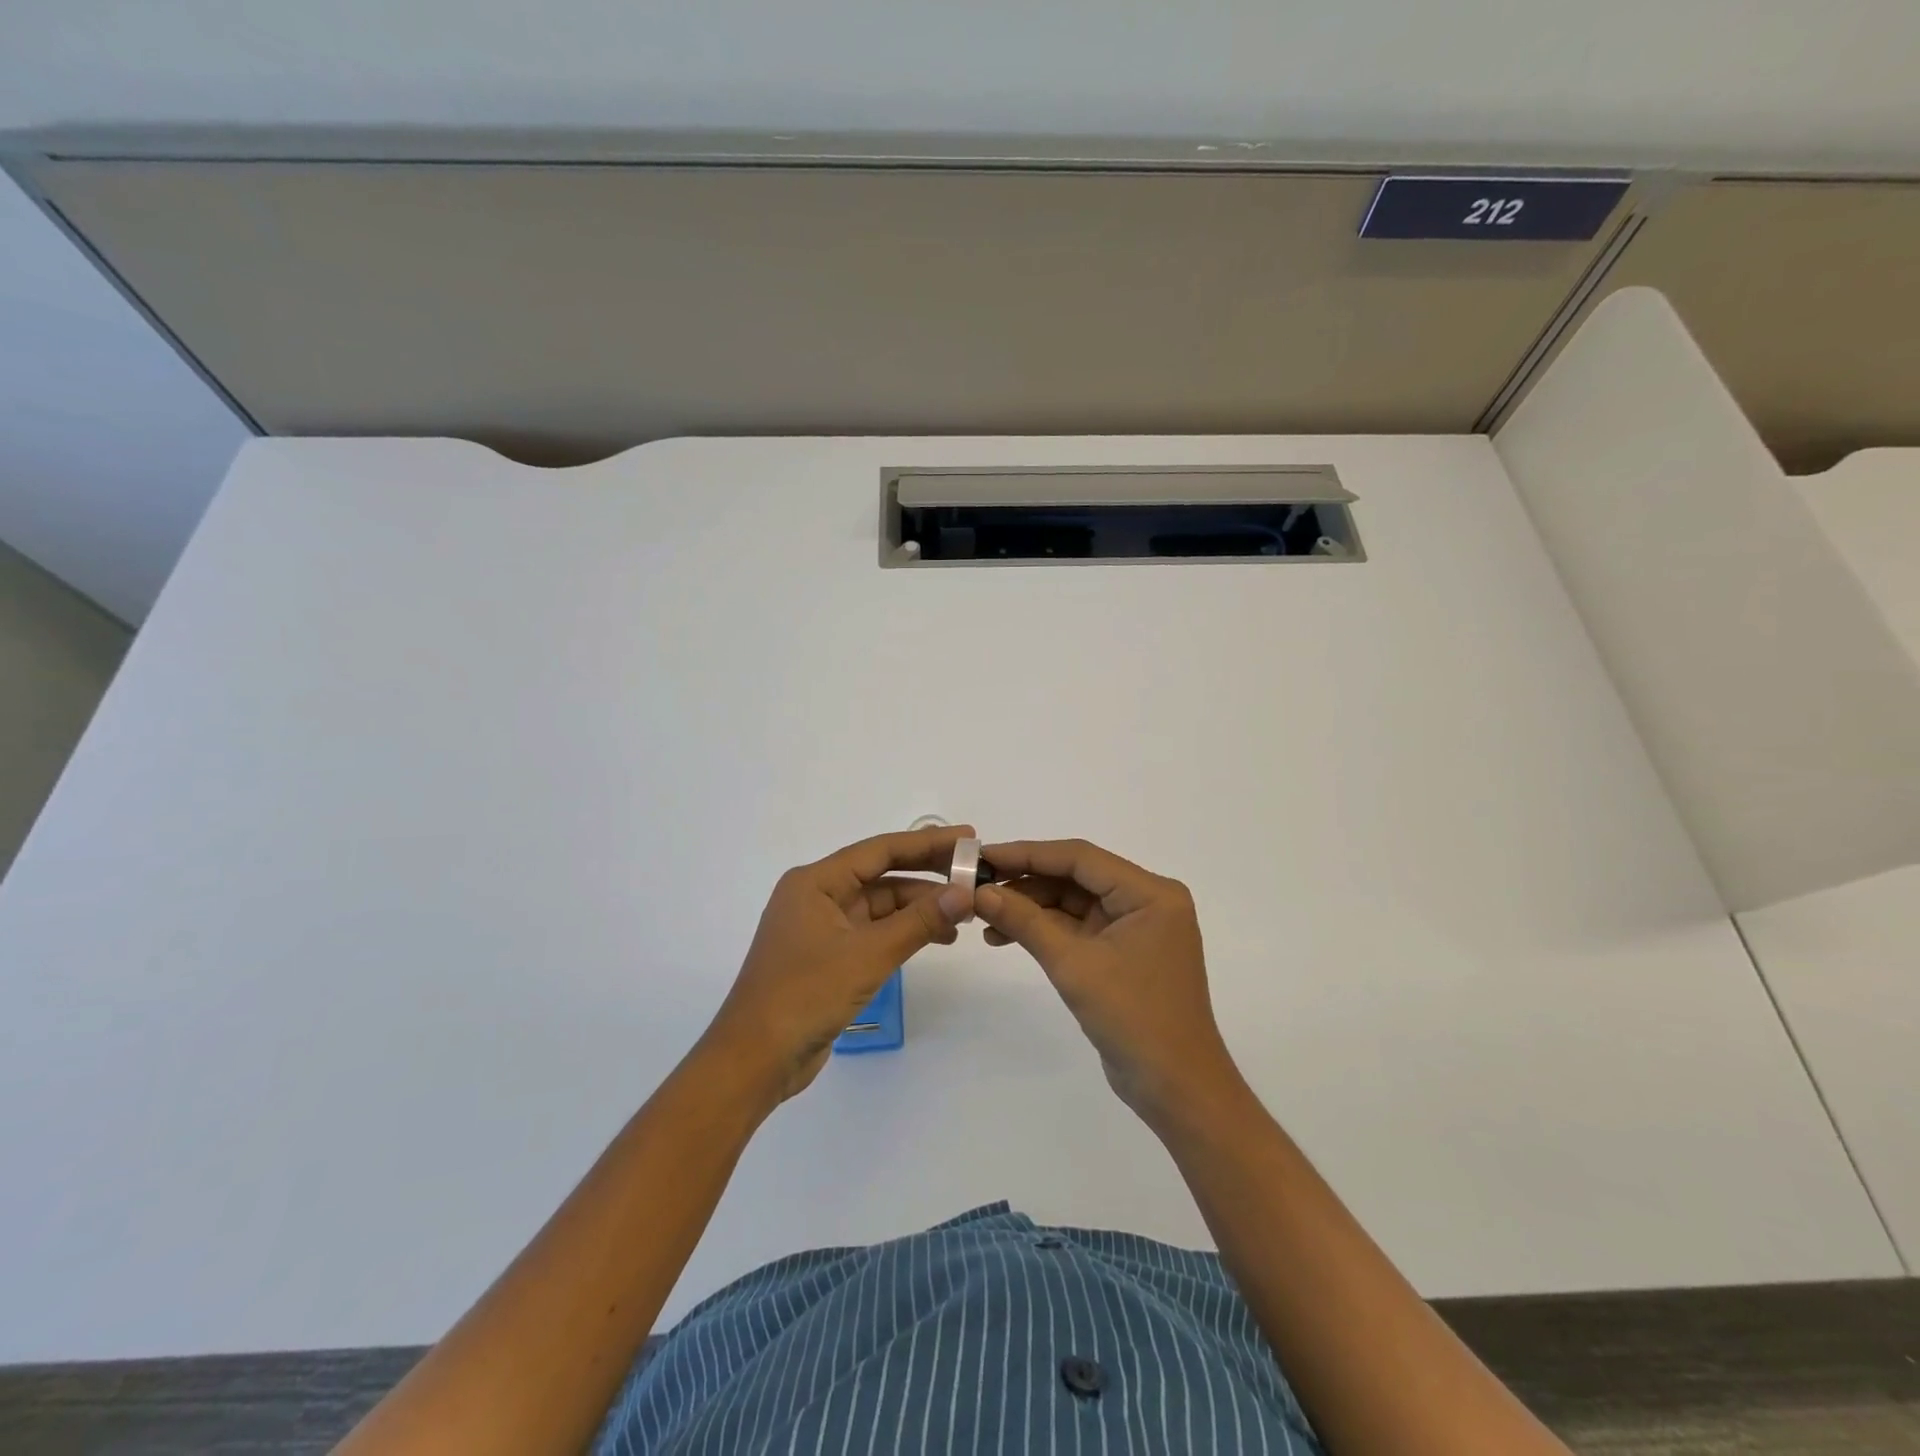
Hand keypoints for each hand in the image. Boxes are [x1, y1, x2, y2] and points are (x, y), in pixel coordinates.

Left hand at [700, 826, 973, 1105]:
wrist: (755, 1060)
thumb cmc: (805, 995)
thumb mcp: (868, 955)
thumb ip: (918, 921)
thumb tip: (964, 892)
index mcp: (815, 882)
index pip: (880, 850)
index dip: (926, 843)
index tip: (967, 838)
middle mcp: (817, 896)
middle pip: (881, 875)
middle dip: (927, 876)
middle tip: (973, 875)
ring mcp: (822, 928)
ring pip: (880, 906)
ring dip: (919, 908)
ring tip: (963, 916)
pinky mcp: (828, 957)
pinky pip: (873, 932)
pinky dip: (904, 932)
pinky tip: (936, 938)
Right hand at [975, 838, 1245, 1128]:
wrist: (1175, 1089)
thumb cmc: (1134, 1018)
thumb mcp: (1073, 965)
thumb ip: (1025, 922)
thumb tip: (980, 892)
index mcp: (1150, 893)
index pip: (1080, 858)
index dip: (1028, 853)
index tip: (984, 855)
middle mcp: (1147, 900)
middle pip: (1076, 877)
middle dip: (1026, 882)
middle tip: (977, 887)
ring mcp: (1136, 927)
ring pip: (1073, 902)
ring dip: (1031, 908)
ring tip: (984, 918)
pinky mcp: (1123, 951)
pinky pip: (1078, 927)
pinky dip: (1045, 930)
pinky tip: (1006, 935)